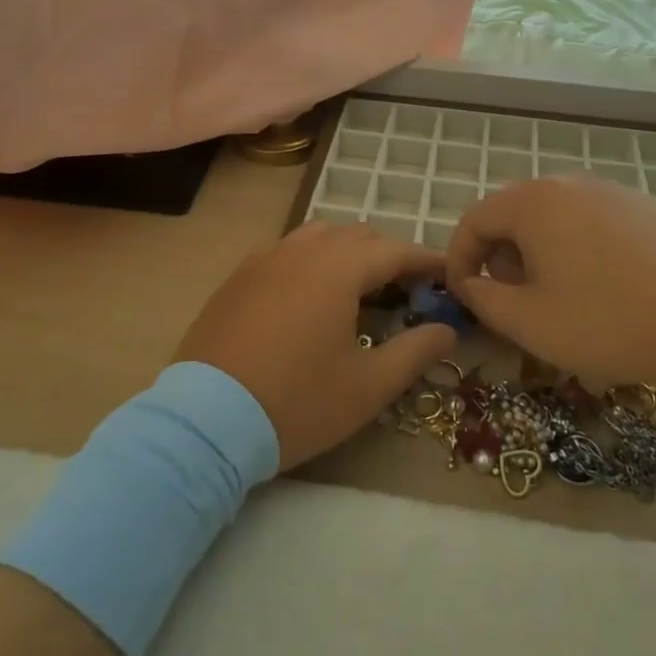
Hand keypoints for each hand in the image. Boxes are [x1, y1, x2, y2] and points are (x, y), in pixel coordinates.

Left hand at [175, 223, 457, 470]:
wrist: (207, 420)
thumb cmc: (297, 402)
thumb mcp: (368, 386)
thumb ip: (415, 351)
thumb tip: (447, 329)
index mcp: (338, 268)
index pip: (395, 251)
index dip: (426, 261)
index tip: (448, 275)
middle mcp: (302, 249)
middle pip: (357, 236)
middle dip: (388, 256)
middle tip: (407, 291)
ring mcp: (265, 259)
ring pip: (318, 236)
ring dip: (347, 252)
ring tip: (359, 289)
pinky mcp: (239, 277)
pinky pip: (286, 251)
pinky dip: (311, 261)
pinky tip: (309, 296)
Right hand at [443, 175, 655, 393]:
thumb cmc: (607, 322)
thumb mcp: (529, 323)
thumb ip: (484, 300)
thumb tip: (469, 284)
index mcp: (533, 202)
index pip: (475, 219)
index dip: (459, 257)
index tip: (463, 294)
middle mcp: (569, 183)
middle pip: (515, 212)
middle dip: (500, 254)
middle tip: (509, 298)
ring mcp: (613, 191)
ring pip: (555, 215)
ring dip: (539, 250)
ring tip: (554, 293)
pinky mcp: (646, 208)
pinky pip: (593, 221)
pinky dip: (578, 246)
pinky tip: (602, 285)